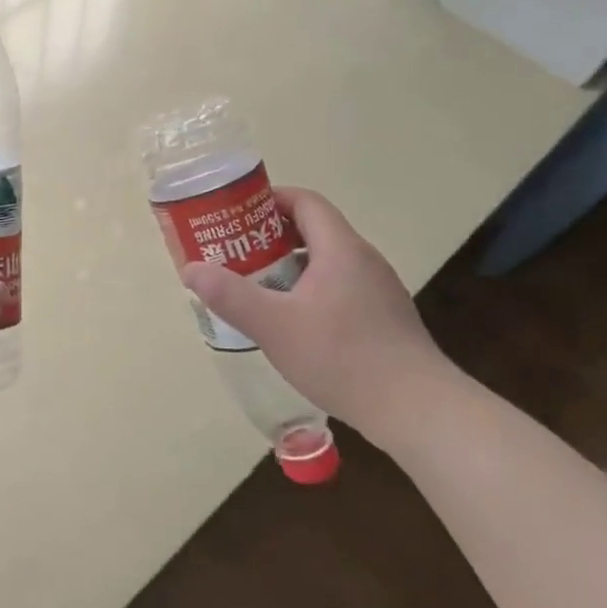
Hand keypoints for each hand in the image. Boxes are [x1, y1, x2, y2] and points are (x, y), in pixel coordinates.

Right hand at [182, 187, 451, 442]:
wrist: (415, 408)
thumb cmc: (342, 357)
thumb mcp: (274, 326)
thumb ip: (230, 295)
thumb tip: (191, 269)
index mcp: (340, 249)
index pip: (306, 202)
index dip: (270, 199)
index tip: (237, 213)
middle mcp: (364, 260)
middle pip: (315, 229)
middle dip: (272, 235)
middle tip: (236, 251)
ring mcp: (379, 289)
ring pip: (327, 261)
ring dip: (290, 265)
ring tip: (256, 285)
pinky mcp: (384, 317)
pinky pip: (340, 286)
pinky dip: (310, 289)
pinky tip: (292, 321)